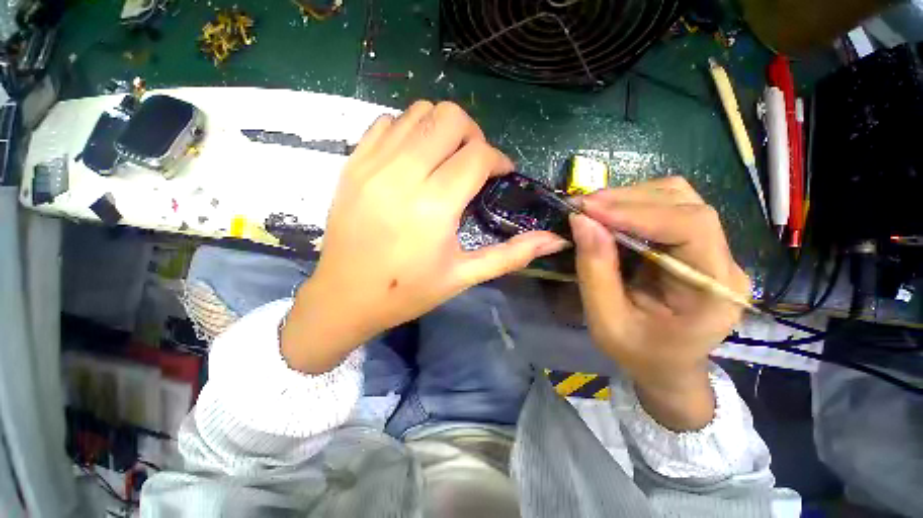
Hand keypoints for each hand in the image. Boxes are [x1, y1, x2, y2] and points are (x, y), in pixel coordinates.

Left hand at [282, 101, 567, 372]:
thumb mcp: (463, 276)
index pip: (478, 155)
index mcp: (434, 206)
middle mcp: (403, 175)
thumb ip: (511, 254)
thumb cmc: (407, 292)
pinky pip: (386, 123)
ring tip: (444, 160)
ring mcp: (372, 165)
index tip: (500, 175)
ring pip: (418, 112)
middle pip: (449, 118)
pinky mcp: (352, 164)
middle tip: (473, 164)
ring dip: (441, 130)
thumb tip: (554, 240)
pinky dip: (408, 131)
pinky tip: (412, 159)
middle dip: (472, 135)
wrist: (345, 297)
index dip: (498, 159)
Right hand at [570, 177, 749, 429]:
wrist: (666, 365)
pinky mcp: (696, 244)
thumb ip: (594, 271)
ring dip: (629, 198)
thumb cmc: (639, 353)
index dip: (637, 212)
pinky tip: (609, 216)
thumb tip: (581, 221)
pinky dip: (633, 205)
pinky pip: (668, 207)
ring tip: (592, 210)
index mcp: (713, 290)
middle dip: (627, 200)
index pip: (690, 227)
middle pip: (684, 204)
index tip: (588, 209)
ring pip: (677, 198)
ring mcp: (714, 248)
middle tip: (582, 207)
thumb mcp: (606, 321)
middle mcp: (723, 261)